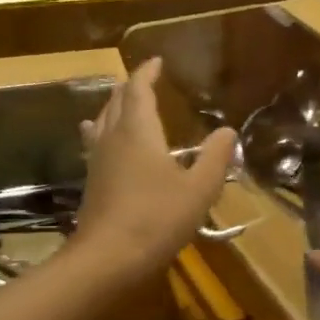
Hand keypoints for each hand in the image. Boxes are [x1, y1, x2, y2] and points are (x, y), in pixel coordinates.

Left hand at [75, 58, 236, 284]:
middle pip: (116, 101)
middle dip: (130, 86)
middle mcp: (112, 138)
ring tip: (123, 103)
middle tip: (145, 80)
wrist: (108, 259)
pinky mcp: (92, 182)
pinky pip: (95, 143)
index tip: (157, 60)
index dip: (147, 72)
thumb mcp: (198, 190)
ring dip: (113, 106)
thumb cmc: (157, 219)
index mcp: (138, 131)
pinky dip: (102, 131)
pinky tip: (102, 142)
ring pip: (102, 121)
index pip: (138, 89)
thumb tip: (227, 131)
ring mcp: (97, 160)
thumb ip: (214, 158)